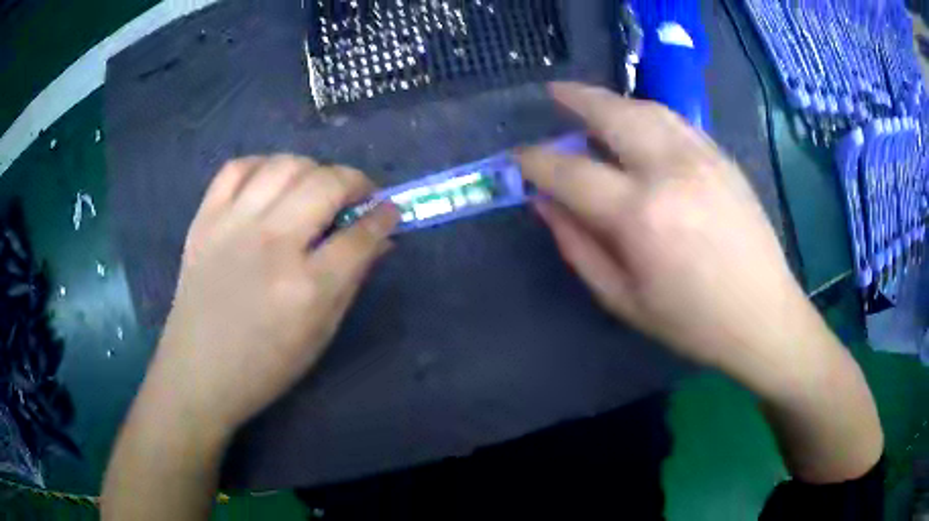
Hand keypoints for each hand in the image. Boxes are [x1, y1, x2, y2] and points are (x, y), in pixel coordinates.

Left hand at [145, 155, 397, 434]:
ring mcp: (233, 226)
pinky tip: (271, 183)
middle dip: (355, 182)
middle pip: (326, 184)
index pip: (360, 235)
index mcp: (306, 288)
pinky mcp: (205, 219)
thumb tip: (380, 240)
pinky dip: (262, 166)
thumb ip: (352, 281)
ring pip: (285, 166)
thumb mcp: (320, 335)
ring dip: (313, 169)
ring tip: (316, 187)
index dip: (383, 216)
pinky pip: (237, 168)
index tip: (389, 211)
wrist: (198, 372)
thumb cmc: (265, 367)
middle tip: (358, 196)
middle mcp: (272, 245)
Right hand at [519, 83, 818, 377]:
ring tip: (590, 103)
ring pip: (646, 107)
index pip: (571, 171)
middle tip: (552, 93)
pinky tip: (637, 123)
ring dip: (611, 100)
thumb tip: (544, 203)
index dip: (536, 160)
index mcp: (640, 215)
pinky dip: (646, 113)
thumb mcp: (622, 299)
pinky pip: (675, 120)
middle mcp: (670, 170)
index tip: (518, 157)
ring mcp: (702, 156)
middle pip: (611, 113)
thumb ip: (577, 246)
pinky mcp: (722, 157)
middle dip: (574, 98)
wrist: (762, 316)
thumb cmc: (691, 321)